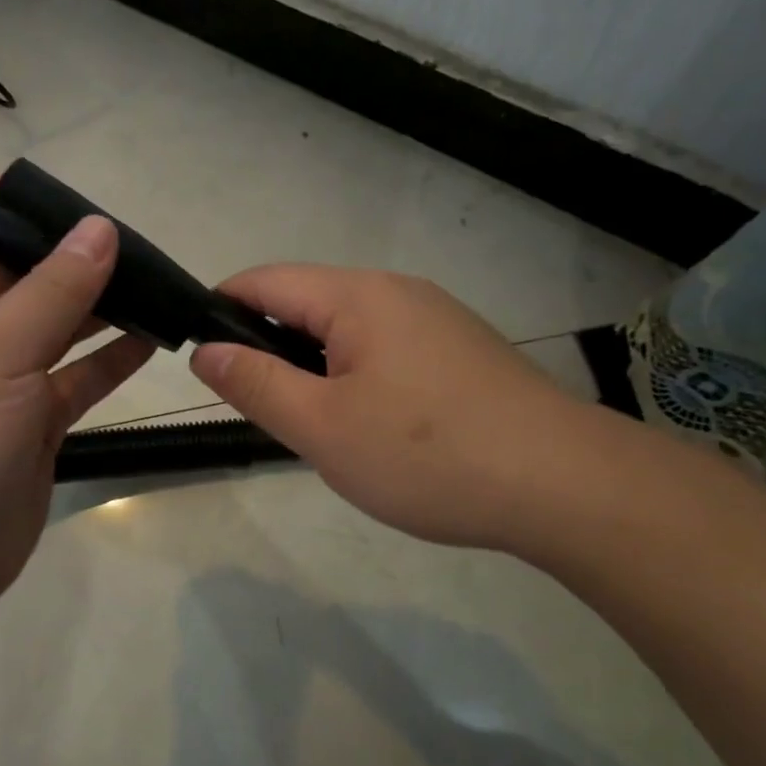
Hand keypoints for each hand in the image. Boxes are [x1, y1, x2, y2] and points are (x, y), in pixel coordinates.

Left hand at [0, 179, 154, 645]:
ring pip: (51, 327)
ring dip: (94, 306)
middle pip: (8, 276)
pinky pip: (75, 379)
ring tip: (150, 283)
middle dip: (56, 254)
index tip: (27, 191)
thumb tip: (99, 229)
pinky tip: (154, 339)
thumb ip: (53, 292)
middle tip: (118, 240)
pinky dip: (110, 359)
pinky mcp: (32, 426)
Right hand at [190, 265, 593, 553]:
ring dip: (318, 367)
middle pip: (308, 303)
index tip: (201, 356)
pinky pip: (388, 349)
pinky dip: (360, 377)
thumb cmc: (427, 454)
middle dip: (271, 347)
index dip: (222, 309)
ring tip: (319, 427)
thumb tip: (206, 350)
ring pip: (349, 330)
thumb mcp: (322, 427)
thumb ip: (256, 384)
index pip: (265, 281)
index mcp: (357, 295)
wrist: (564, 485)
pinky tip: (376, 428)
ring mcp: (436, 319)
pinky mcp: (463, 350)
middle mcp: (397, 291)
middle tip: (265, 411)